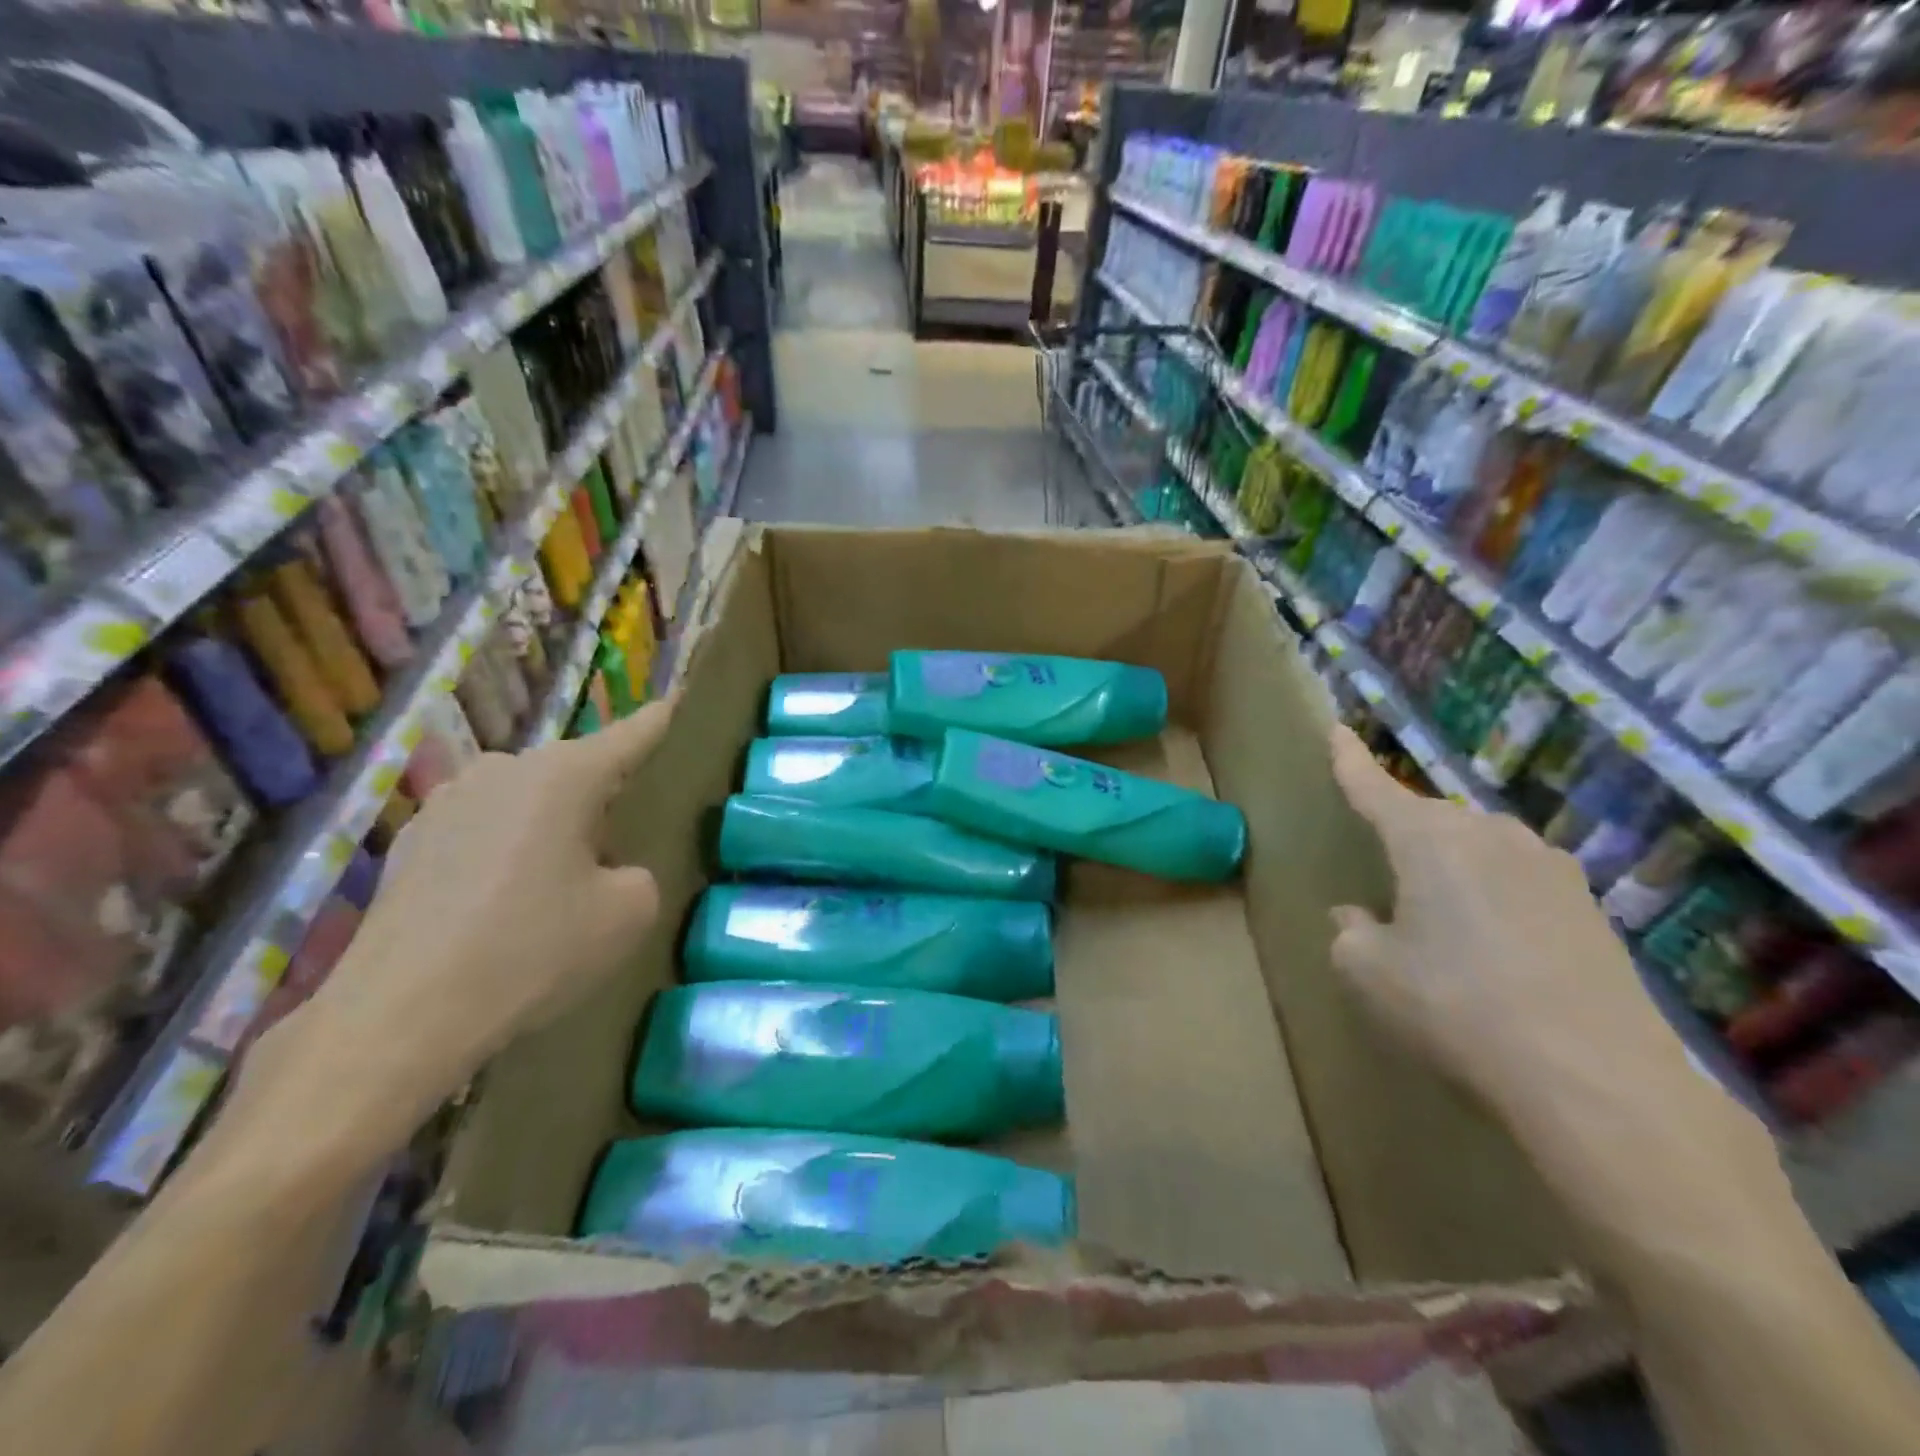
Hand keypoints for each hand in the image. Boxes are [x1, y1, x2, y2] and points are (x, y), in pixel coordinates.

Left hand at [235, 701, 672, 1153]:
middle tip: (617, 850)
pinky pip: (483, 830)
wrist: (398, 1017)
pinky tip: (500, 907)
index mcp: (563, 776)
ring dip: (549, 827)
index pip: (630, 736)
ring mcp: (448, 802)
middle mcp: (502, 770)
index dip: (659, 721)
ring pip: (525, 801)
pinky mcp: (411, 842)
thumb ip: (639, 875)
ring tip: (553, 887)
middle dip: (599, 799)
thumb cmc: (531, 950)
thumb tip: (609, 872)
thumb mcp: (627, 914)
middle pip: (573, 771)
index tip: (677, 700)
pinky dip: (505, 853)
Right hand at [1324, 724, 1743, 1201]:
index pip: (1373, 787)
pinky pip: (1520, 879)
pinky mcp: (1590, 906)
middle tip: (1386, 872)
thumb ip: (1351, 933)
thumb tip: (1358, 916)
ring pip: (1480, 846)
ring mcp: (1549, 867)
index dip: (1350, 760)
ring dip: (1454, 865)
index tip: (1337, 729)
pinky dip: (1495, 895)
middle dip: (1405, 831)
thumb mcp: (1369, 973)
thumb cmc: (1455, 1007)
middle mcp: (1490, 835)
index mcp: (1426, 838)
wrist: (1596, 1078)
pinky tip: (1496, 943)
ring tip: (1442, 913)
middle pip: (1431, 818)